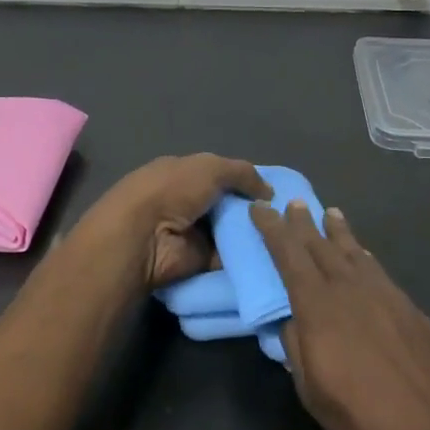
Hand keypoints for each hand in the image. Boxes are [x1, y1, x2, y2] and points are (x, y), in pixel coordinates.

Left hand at [77, 155, 270, 290]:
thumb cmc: (173, 190)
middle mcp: (186, 202)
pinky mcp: (197, 262)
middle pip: (227, 206)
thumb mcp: (210, 167)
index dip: (245, 182)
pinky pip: (227, 259)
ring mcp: (191, 233)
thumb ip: (242, 173)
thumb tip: (269, 191)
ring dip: (251, 236)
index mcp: (182, 173)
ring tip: (284, 239)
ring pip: (230, 233)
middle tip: (285, 218)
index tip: (273, 192)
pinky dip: (245, 260)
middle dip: (251, 211)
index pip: (219, 175)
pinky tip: (272, 258)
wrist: (144, 237)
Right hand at [252, 202, 429, 429]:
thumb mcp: (310, 389)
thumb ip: (296, 346)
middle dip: (304, 224)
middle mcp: (350, 289)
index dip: (273, 229)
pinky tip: (364, 257)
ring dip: (339, 232)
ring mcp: (386, 296)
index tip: (260, 208)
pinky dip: (365, 258)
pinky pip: (380, 272)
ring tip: (331, 214)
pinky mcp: (411, 310)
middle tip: (294, 203)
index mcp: (318, 307)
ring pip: (355, 253)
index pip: (289, 255)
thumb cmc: (359, 420)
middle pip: (321, 246)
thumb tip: (291, 320)